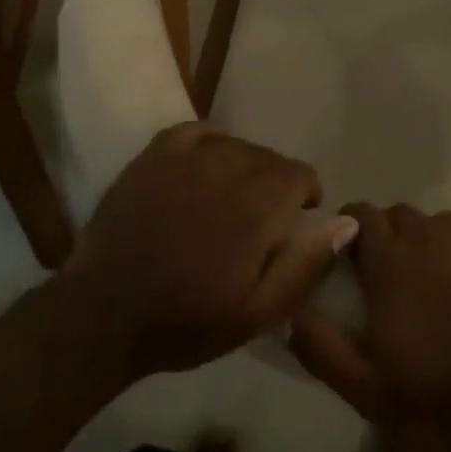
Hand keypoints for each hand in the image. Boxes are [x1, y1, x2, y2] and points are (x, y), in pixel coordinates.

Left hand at [54, 122, 356, 380]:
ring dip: (245, 165)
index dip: (304, 195)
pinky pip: (197, 130)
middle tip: (260, 219)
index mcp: (256, 208)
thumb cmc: (186, 321)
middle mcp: (226, 171)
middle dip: (275, 183)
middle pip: (269, 157)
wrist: (104, 314)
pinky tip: (207, 163)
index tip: (294, 222)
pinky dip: (210, 141)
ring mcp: (187, 159)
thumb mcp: (257, 313)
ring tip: (231, 197)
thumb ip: (305, 265)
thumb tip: (346, 222)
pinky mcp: (155, 156)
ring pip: (236, 144)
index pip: (299, 174)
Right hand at [289, 204, 450, 451]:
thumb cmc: (446, 397)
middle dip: (392, 237)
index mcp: (393, 257)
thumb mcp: (368, 390)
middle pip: (403, 217)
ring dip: (435, 249)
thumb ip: (321, 348)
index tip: (349, 253)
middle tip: (394, 280)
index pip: (360, 214)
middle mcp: (435, 233)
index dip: (350, 227)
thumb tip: (292, 314)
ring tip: (442, 291)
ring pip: (446, 229)